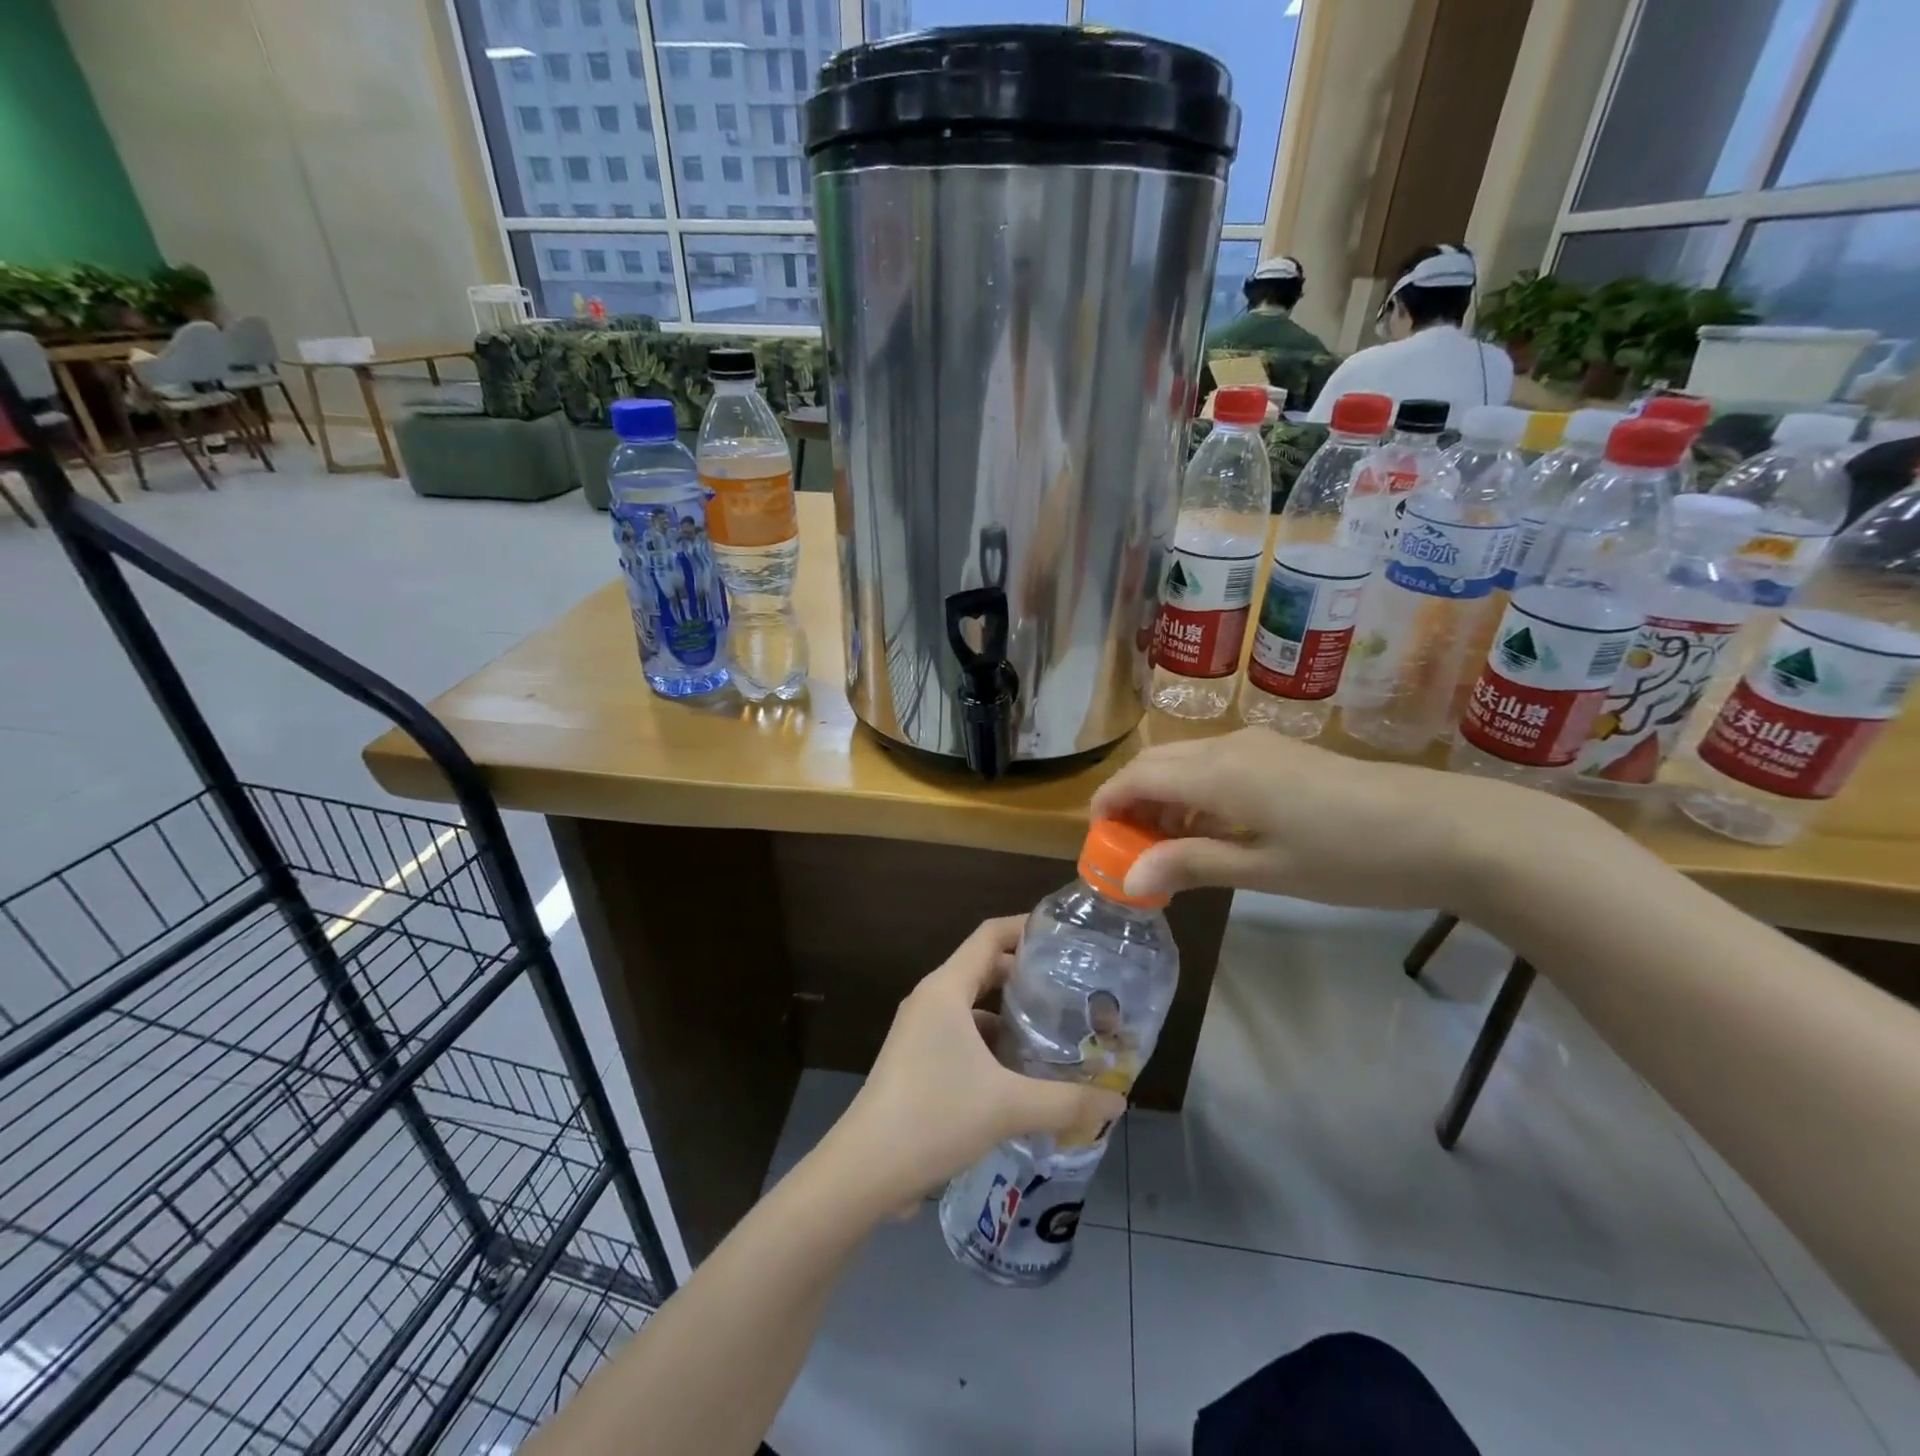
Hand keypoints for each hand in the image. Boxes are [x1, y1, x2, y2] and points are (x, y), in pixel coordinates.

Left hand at [823, 917, 1126, 1211]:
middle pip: (984, 968)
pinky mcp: (916, 1060)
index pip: (990, 935)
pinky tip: (1021, 1075)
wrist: (865, 1170)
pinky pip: (962, 1036)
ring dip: (1010, 1016)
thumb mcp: (1008, 1107)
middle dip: (1027, 977)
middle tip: (1073, 991)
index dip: (1026, 928)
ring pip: (974, 1007)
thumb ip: (1067, 1102)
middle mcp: (931, 1000)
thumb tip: (1117, 1103)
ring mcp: (920, 1031)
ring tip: (1055, 1033)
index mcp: (946, 988)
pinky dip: (992, 1044)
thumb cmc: (934, 1116)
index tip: (1066, 938)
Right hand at [1090, 728, 1572, 909]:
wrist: (1450, 830)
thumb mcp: (1265, 869)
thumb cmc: (1350, 857)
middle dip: (1131, 801)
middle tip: (1129, 851)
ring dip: (1163, 797)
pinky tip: (1213, 830)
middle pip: (1156, 763)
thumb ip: (1191, 864)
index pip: (1137, 776)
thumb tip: (1129, 876)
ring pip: (1186, 762)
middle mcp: (1229, 747)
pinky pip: (1216, 765)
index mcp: (1218, 773)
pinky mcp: (1282, 754)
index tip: (1098, 843)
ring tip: (1167, 847)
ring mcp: (1259, 745)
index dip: (1108, 805)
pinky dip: (1195, 792)